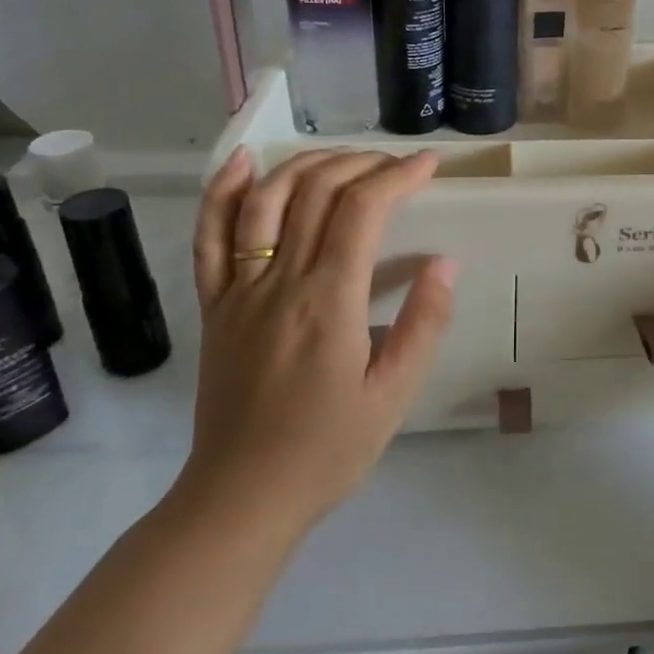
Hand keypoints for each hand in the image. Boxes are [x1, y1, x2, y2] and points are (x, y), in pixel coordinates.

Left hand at [177, 147, 455, 534]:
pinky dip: (223, 192)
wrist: (241, 497)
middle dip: (362, 164)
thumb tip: (445, 263)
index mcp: (328, 302)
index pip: (362, 211)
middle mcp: (279, 282)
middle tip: (397, 165)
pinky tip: (244, 162)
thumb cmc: (328, 449)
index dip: (397, 176)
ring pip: (266, 201)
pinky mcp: (215, 306)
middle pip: (316, 192)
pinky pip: (209, 239)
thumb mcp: (395, 394)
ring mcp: (239, 291)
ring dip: (307, 165)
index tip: (429, 164)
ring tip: (344, 156)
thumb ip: (423, 324)